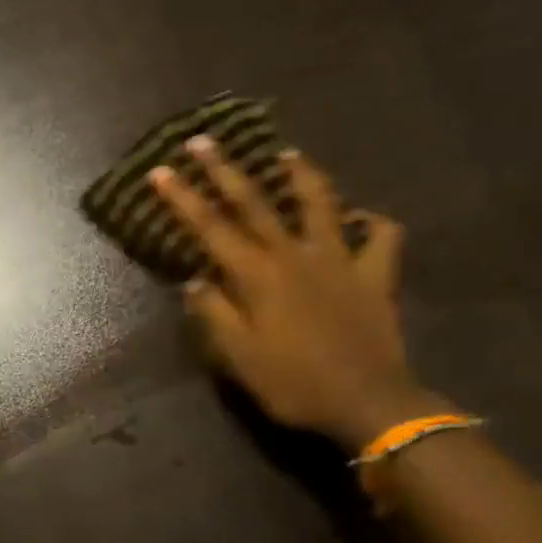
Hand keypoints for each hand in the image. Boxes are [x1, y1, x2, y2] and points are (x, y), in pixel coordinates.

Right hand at [148, 140, 428, 450]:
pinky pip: (381, 236)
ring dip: (300, 176)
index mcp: (258, 276)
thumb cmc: (293, 383)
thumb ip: (214, 314)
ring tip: (287, 156)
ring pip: (320, 203)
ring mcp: (341, 259)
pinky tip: (362, 219)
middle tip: (204, 140)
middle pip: (255, 203)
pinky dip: (372, 222)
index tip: (160, 171)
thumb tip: (194, 281)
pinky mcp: (375, 274)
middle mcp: (296, 255)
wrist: (367, 402)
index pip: (211, 228)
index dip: (183, 199)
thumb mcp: (239, 358)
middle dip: (225, 170)